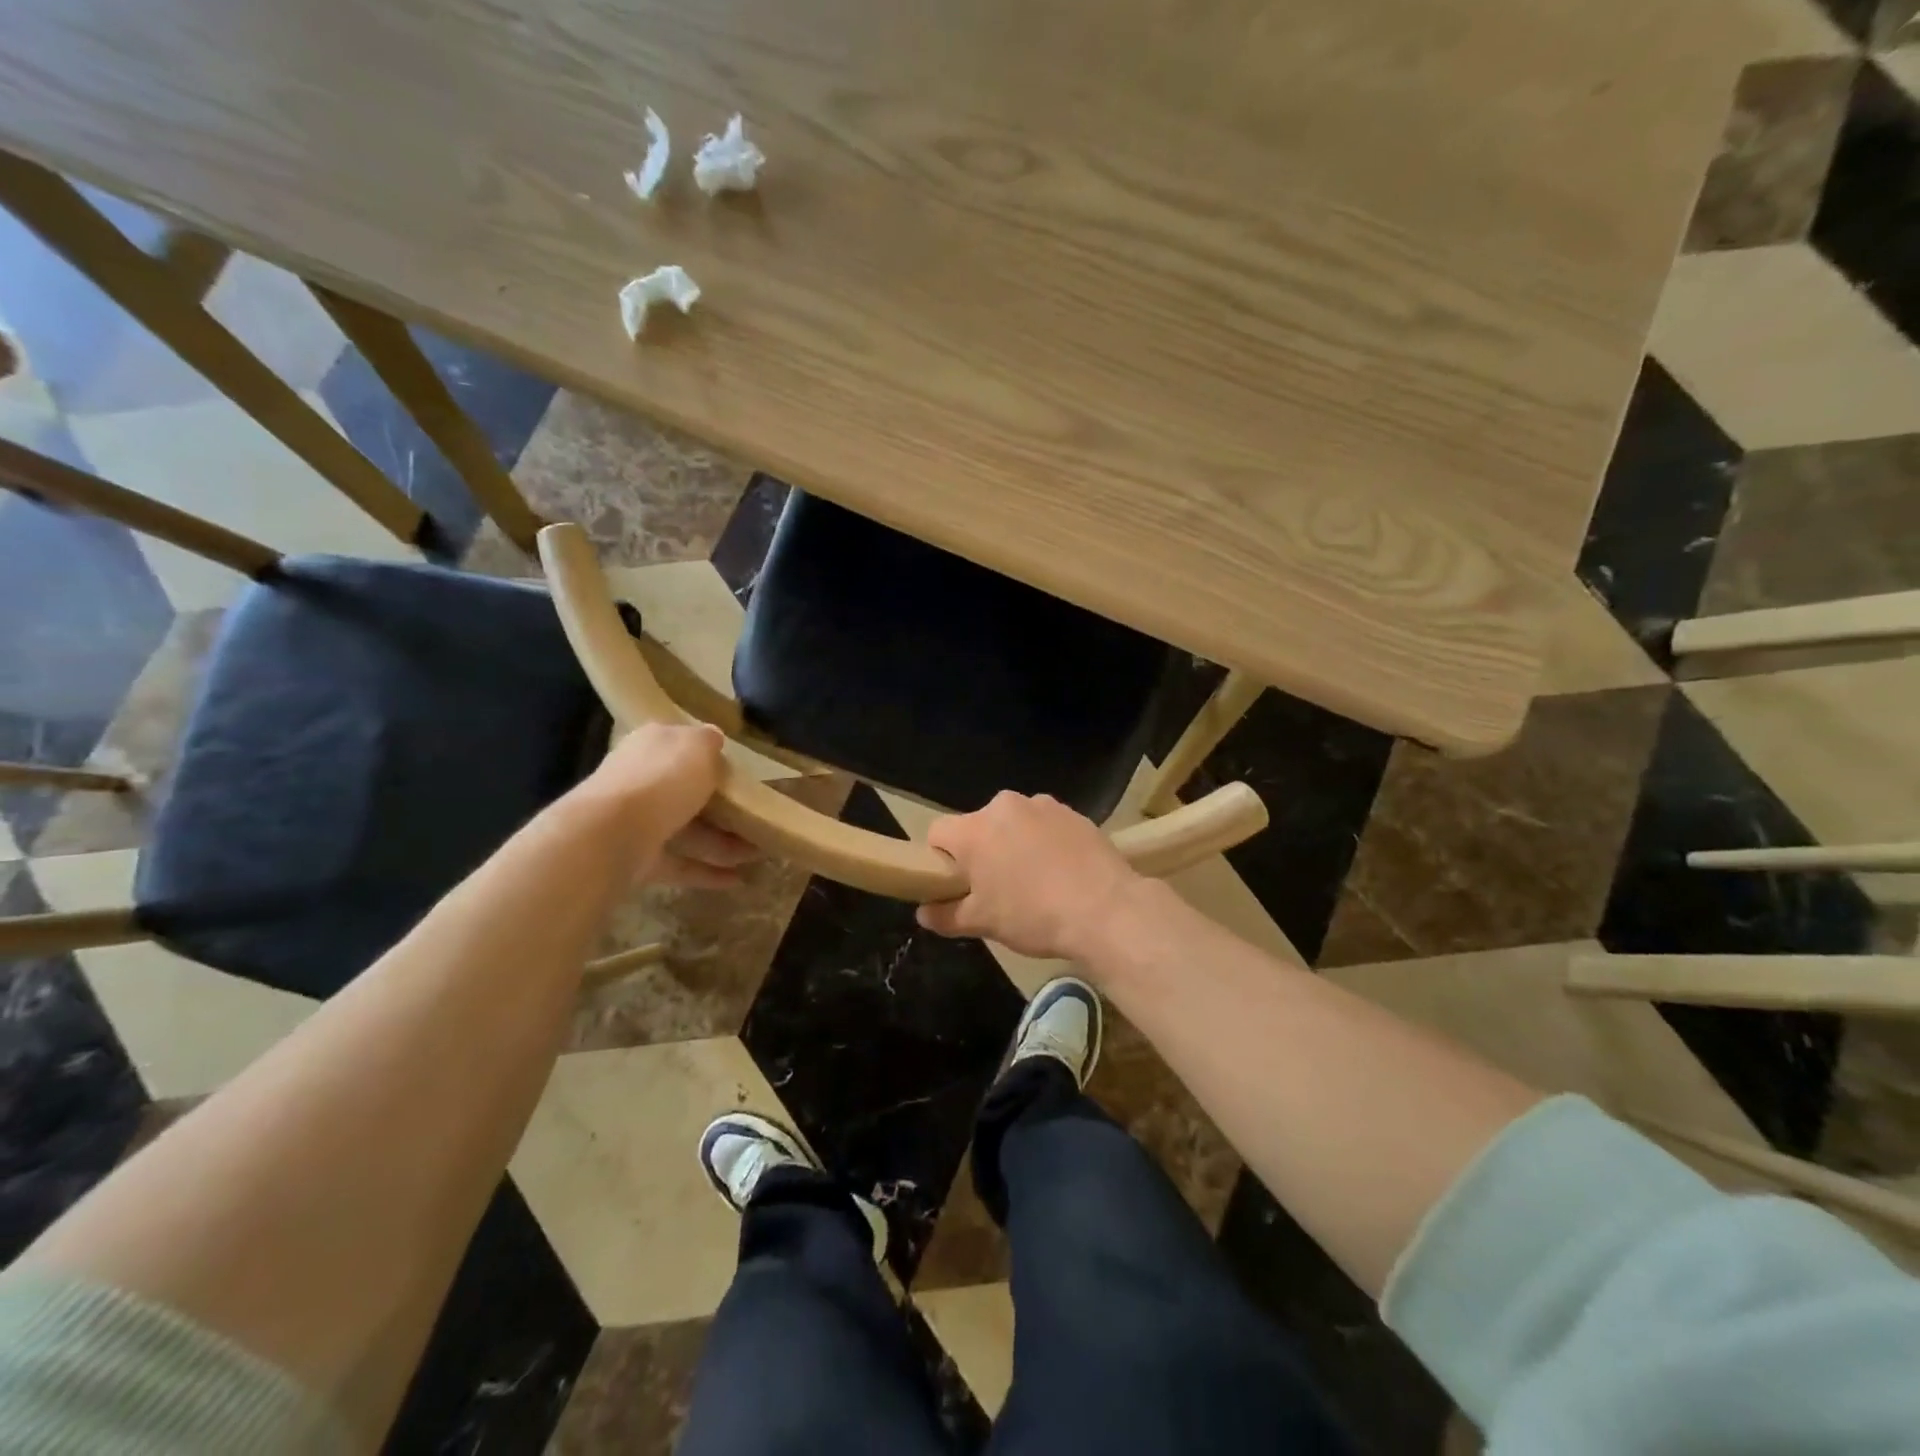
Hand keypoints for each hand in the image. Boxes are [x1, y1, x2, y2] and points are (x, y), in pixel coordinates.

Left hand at [582, 723, 757, 887]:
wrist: (613, 831)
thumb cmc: (663, 778)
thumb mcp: (698, 746)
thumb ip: (709, 741)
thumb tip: (713, 738)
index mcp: (652, 745)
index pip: (681, 746)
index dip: (708, 757)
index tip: (738, 773)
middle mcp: (640, 779)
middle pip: (685, 792)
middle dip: (721, 807)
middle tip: (755, 817)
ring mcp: (637, 821)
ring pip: (686, 830)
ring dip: (723, 843)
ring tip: (759, 854)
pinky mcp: (638, 858)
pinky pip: (679, 863)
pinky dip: (706, 872)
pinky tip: (736, 880)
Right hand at [916, 792, 1143, 961]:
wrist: (1106, 910)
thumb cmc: (1033, 915)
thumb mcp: (983, 923)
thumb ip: (946, 915)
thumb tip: (924, 913)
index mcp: (975, 829)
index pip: (938, 833)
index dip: (940, 859)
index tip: (956, 884)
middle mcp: (1005, 806)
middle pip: (978, 826)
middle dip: (982, 852)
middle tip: (997, 888)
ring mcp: (1043, 805)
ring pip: (1014, 824)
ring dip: (1015, 844)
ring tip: (1035, 881)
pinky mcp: (1074, 813)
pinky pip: (1046, 825)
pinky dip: (1046, 843)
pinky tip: (1062, 872)